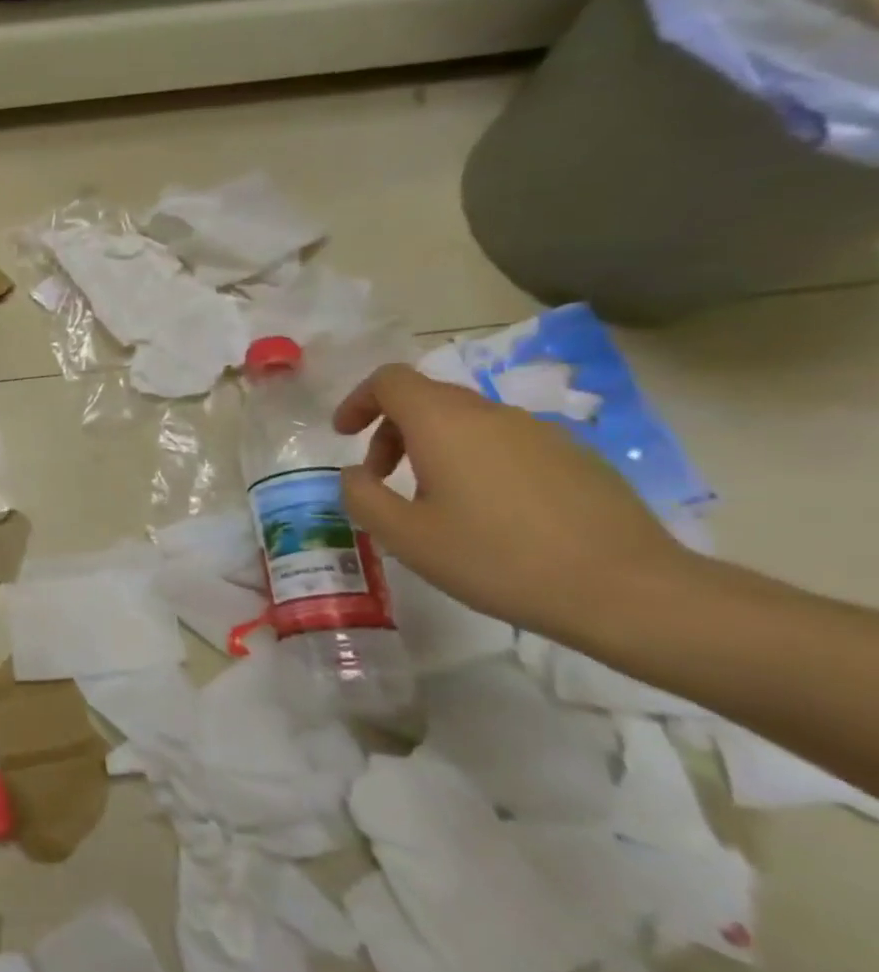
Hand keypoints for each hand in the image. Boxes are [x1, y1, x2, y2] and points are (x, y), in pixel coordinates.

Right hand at [333, 364, 692, 642]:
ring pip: (467, 422)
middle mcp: (492, 413)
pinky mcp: (577, 456)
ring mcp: (541, 432)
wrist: (628, 591)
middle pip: (426, 398)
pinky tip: (489, 514)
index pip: (390, 380)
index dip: (358, 400)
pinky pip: (506, 443)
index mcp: (445, 423)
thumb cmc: (497, 559)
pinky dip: (476, 462)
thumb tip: (354, 474)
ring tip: (434, 502)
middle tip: (381, 478)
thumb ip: (362, 496)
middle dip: (391, 431)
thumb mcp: (404, 536)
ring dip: (433, 448)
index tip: (343, 435)